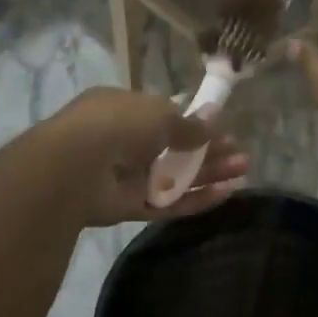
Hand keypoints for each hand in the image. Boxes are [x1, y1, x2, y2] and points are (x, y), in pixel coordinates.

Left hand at [48, 88, 248, 226]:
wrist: (75, 167)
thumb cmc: (117, 125)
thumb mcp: (160, 115)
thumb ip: (189, 124)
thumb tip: (215, 116)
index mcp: (124, 110)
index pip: (164, 116)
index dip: (194, 124)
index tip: (223, 131)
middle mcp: (124, 142)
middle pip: (174, 150)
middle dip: (209, 152)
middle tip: (240, 155)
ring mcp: (126, 176)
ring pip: (174, 177)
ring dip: (208, 174)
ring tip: (242, 172)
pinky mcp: (129, 206)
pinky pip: (167, 202)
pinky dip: (195, 199)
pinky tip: (225, 194)